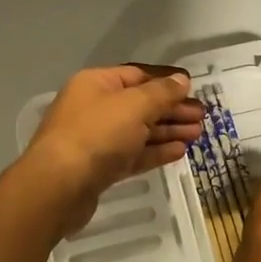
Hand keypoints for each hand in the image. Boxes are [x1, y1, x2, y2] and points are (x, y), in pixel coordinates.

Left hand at [16, 65, 203, 235]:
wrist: (58, 186)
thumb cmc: (97, 134)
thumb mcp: (134, 106)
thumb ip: (161, 92)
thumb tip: (182, 80)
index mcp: (96, 83)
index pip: (138, 75)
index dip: (167, 81)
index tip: (194, 88)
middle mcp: (94, 107)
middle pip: (140, 103)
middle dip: (172, 109)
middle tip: (202, 117)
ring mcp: (96, 139)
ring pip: (138, 130)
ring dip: (168, 130)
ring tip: (198, 134)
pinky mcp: (100, 168)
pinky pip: (133, 154)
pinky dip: (155, 151)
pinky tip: (179, 151)